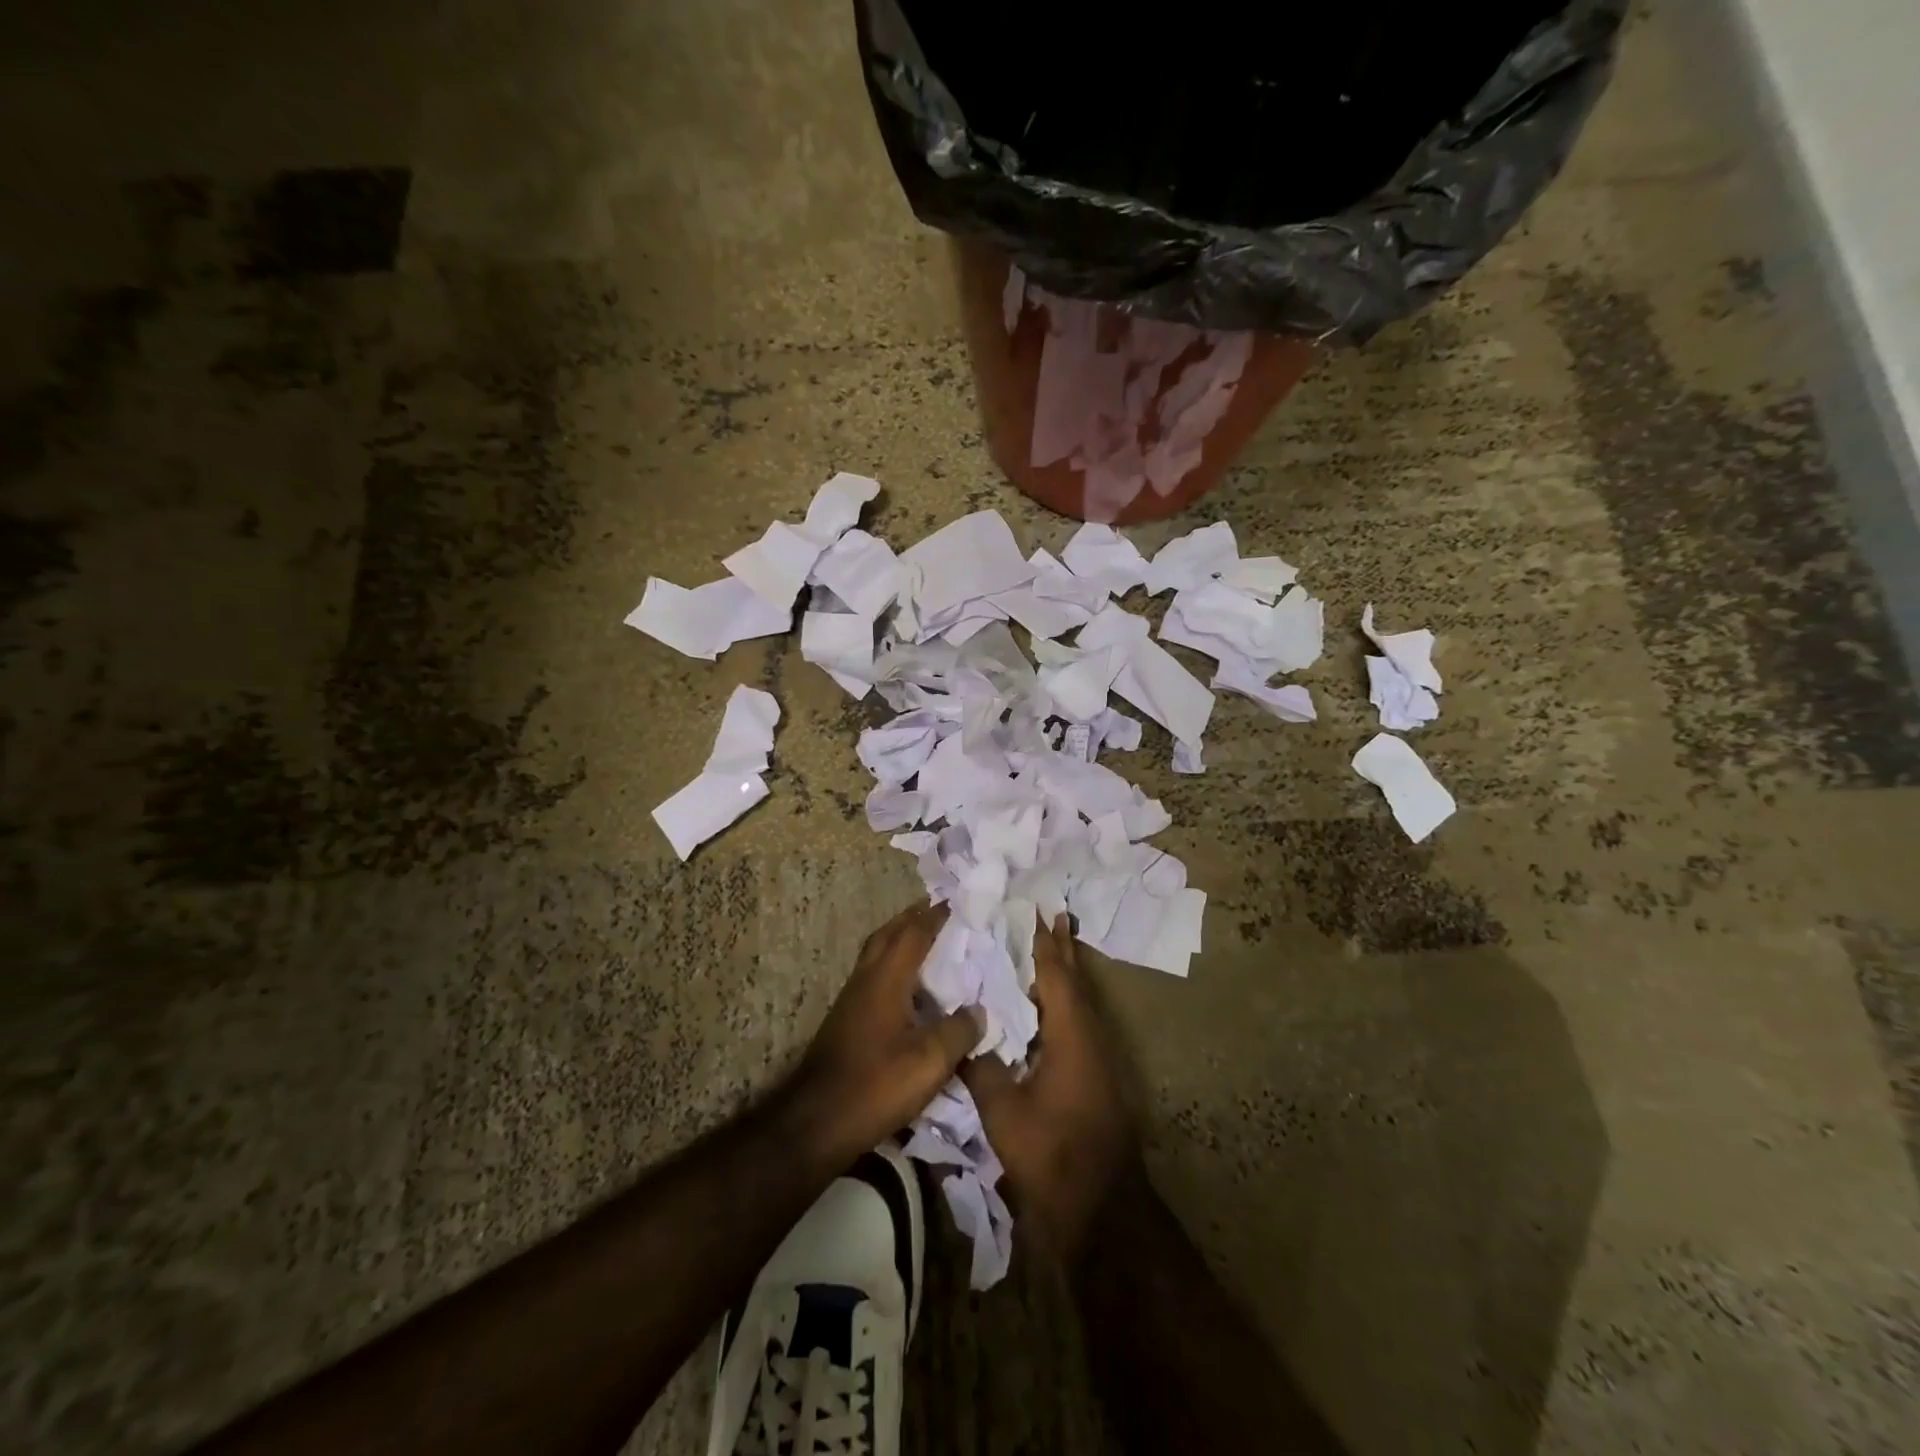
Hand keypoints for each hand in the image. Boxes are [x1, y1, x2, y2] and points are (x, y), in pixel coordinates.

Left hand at [786, 902, 980, 1170]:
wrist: (816, 1122)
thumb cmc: (875, 1085)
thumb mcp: (930, 1062)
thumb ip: (959, 1031)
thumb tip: (980, 1011)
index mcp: (886, 979)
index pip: (914, 933)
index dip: (936, 914)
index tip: (958, 899)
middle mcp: (866, 980)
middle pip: (888, 935)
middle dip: (913, 918)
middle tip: (940, 910)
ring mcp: (852, 1000)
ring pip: (877, 954)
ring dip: (900, 940)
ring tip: (929, 942)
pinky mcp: (847, 1021)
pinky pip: (875, 976)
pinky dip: (894, 967)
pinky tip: (911, 988)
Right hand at [961, 914, 1140, 1261]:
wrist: (1101, 1207)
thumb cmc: (1052, 1152)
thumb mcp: (1004, 1111)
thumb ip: (982, 1068)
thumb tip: (965, 1038)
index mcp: (1071, 1035)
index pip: (1056, 977)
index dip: (1045, 945)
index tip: (1040, 912)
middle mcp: (1090, 1038)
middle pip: (1074, 982)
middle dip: (1062, 950)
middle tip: (1054, 916)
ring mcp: (1097, 1059)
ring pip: (1079, 1004)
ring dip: (1064, 975)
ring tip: (1048, 951)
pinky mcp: (1095, 1078)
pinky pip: (1077, 1024)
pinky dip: (1062, 1004)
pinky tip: (1045, 1010)